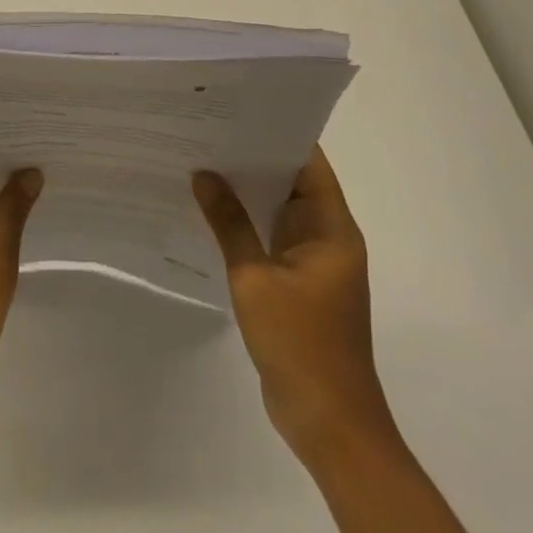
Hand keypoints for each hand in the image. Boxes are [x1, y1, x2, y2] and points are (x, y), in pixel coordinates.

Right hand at [193, 151, 393, 464]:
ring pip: (278, 208)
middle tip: (208, 126)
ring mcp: (312, 261)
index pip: (308, 161)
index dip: (278, 132)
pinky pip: (270, 236)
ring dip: (247, 189)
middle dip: (253, 155)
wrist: (329, 425)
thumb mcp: (255, 278)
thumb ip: (229, 223)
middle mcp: (326, 236)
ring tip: (202, 157)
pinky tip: (211, 208)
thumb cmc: (300, 345)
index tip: (239, 108)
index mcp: (331, 228)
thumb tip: (204, 173)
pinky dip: (246, 220)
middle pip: (291, 180)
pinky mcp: (297, 283)